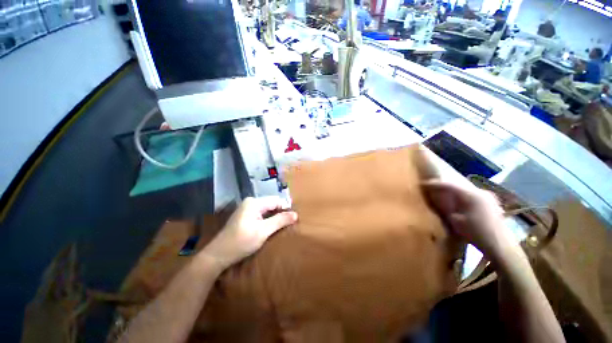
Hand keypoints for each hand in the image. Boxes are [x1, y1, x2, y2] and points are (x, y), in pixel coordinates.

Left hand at [202, 197, 297, 270]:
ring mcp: (246, 209)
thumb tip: (296, 214)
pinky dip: (268, 220)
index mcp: (254, 202)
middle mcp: (250, 202)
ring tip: (283, 225)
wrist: (217, 256)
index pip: (276, 201)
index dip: (286, 208)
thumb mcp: (263, 231)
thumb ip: (280, 221)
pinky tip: (272, 227)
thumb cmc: (241, 242)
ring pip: (267, 210)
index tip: (294, 218)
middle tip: (290, 223)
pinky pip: (261, 214)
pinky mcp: (245, 217)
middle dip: (281, 212)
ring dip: (275, 217)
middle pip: (271, 204)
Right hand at [422, 180, 517, 261]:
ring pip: (465, 190)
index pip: (449, 185)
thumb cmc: (477, 233)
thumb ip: (447, 209)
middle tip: (432, 188)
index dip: (434, 184)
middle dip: (444, 186)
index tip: (422, 184)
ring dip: (453, 191)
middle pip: (458, 185)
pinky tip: (458, 202)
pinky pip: (472, 195)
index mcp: (471, 195)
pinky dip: (462, 196)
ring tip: (443, 194)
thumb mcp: (456, 221)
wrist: (501, 247)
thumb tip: (442, 203)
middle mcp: (481, 192)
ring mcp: (488, 197)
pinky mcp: (492, 204)